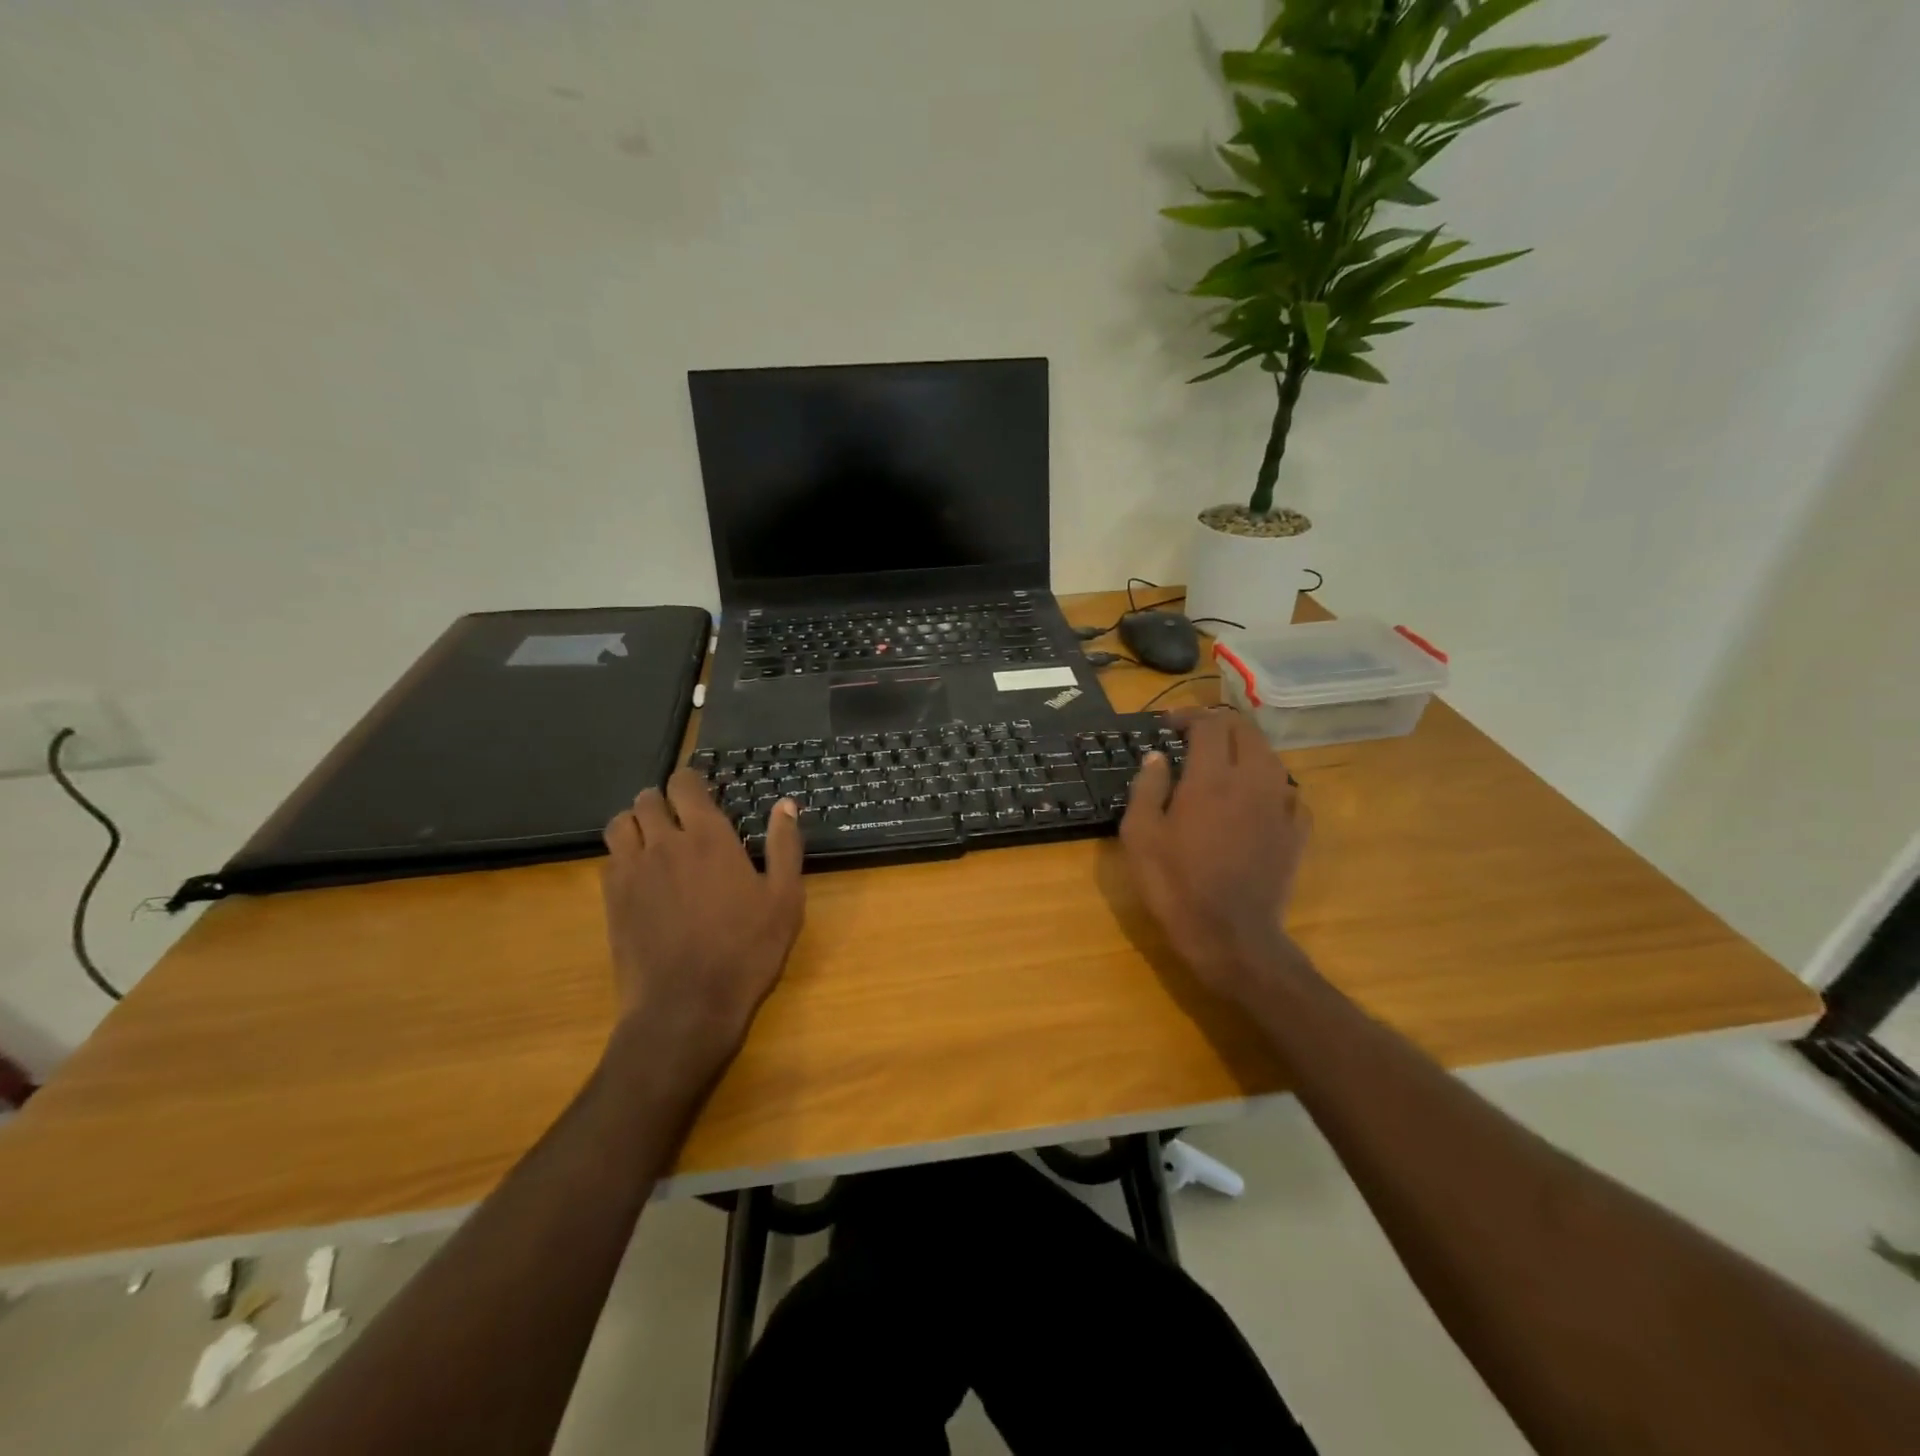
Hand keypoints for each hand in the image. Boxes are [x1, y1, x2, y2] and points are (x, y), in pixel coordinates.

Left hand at [600, 773, 805, 1083]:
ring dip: (637, 821)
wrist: (686, 1006)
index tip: (702, 790)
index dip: (690, 780)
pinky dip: (624, 854)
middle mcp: (664, 843)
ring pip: (621, 823)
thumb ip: (784, 846)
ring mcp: (632, 871)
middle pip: (647, 799)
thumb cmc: (746, 950)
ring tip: (655, 838)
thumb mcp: (784, 899)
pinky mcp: (612, 899)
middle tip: (681, 816)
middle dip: (663, 799)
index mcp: (709, 837)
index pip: (684, 785)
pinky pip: (609, 858)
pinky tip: (641, 874)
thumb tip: (786, 804)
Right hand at [1120, 708, 1309, 1003]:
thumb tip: (1156, 758)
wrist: (1231, 936)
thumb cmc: (1176, 885)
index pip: (1209, 724)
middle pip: (1246, 731)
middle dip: (1219, 726)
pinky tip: (1253, 802)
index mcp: (1212, 778)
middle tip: (1195, 738)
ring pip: (1269, 757)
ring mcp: (1281, 805)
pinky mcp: (1297, 831)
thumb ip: (1147, 788)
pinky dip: (1267, 784)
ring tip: (1222, 766)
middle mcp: (1253, 781)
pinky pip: (1287, 791)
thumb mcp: (1140, 836)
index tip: (1169, 725)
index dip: (1188, 716)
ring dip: (1244, 751)